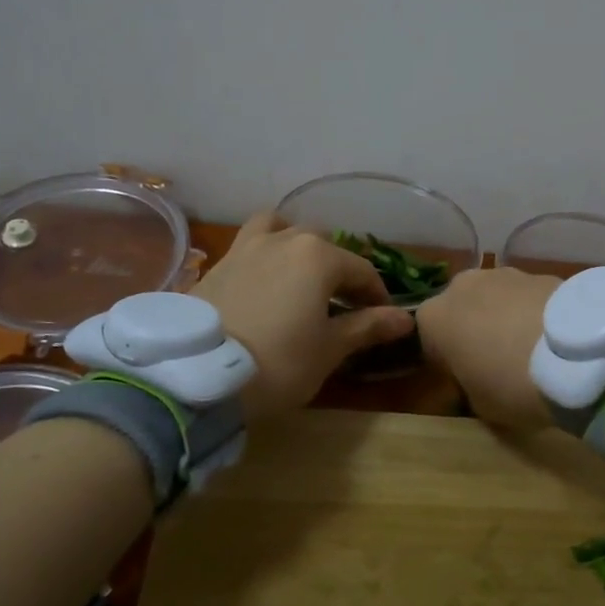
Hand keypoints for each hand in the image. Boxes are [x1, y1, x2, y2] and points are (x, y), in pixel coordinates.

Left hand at [193, 212, 412, 421]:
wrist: (197, 376)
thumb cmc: (279, 362)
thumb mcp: (329, 349)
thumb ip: (367, 326)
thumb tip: (407, 318)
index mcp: (318, 256)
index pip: (361, 270)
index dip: (376, 295)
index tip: (382, 318)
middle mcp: (283, 240)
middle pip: (321, 243)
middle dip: (336, 268)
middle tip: (340, 303)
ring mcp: (245, 248)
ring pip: (279, 229)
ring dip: (294, 245)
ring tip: (296, 275)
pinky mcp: (216, 265)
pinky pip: (248, 248)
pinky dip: (262, 258)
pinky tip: (261, 287)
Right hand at [417, 267, 560, 429]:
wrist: (573, 355)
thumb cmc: (510, 384)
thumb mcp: (478, 405)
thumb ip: (468, 386)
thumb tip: (478, 381)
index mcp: (433, 318)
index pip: (428, 340)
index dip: (446, 362)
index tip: (465, 381)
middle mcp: (461, 286)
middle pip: (462, 310)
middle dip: (474, 331)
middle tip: (497, 363)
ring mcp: (503, 273)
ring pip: (495, 299)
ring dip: (504, 319)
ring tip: (529, 350)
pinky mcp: (541, 272)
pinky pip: (527, 298)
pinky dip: (533, 313)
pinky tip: (552, 339)